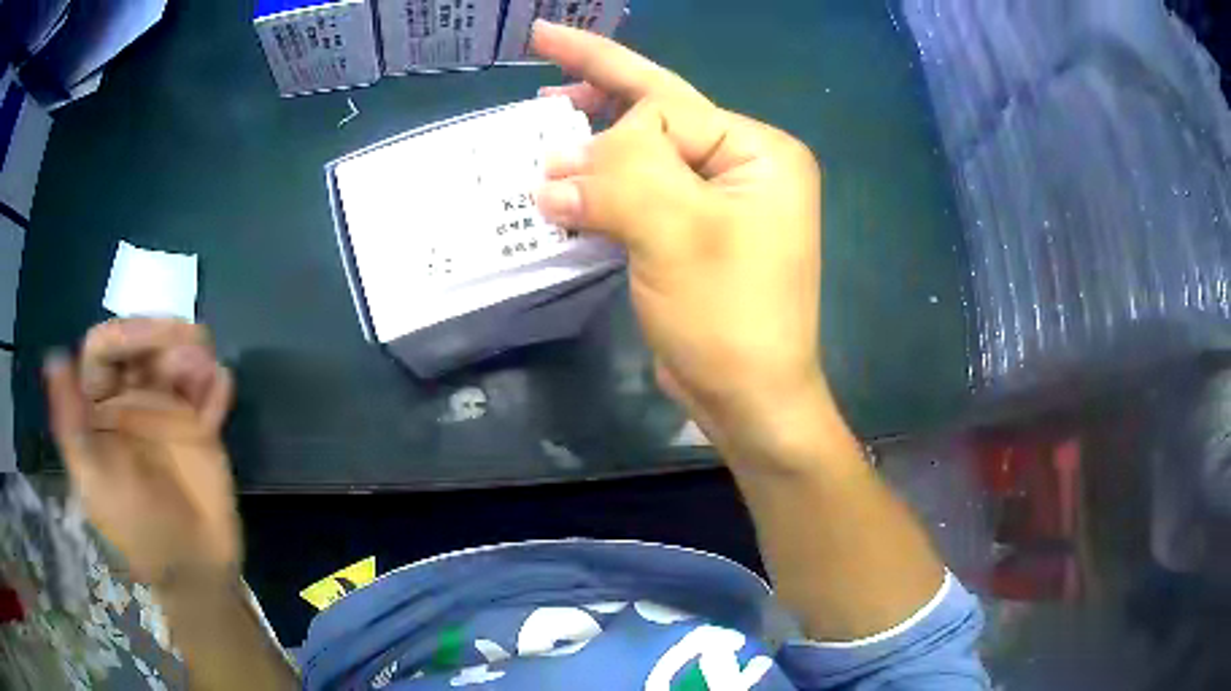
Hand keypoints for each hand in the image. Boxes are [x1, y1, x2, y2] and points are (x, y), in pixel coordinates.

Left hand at [44, 318, 240, 588]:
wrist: (193, 571)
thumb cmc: (135, 530)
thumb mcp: (93, 483)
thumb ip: (71, 425)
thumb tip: (55, 358)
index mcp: (99, 408)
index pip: (103, 350)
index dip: (124, 333)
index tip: (150, 339)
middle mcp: (130, 400)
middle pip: (143, 343)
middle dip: (165, 333)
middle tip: (193, 342)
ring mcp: (166, 412)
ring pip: (178, 359)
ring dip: (194, 355)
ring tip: (208, 373)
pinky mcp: (200, 429)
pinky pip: (209, 395)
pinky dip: (217, 386)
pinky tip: (222, 390)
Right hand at [532, 22, 831, 449]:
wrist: (750, 400)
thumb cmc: (729, 316)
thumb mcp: (678, 233)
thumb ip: (619, 181)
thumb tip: (555, 173)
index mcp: (757, 153)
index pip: (668, 107)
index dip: (603, 92)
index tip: (547, 71)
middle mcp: (744, 169)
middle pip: (659, 119)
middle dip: (597, 97)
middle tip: (543, 75)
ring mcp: (720, 204)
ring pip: (644, 159)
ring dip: (592, 151)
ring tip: (544, 129)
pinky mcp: (695, 237)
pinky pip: (641, 197)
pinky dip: (600, 193)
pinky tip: (567, 191)